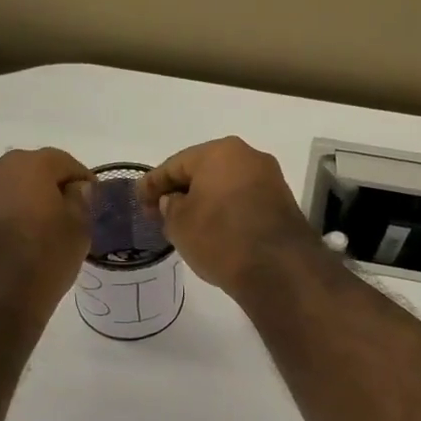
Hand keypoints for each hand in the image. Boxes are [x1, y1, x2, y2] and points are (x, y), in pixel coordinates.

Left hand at [0, 148, 90, 327]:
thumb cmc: (42, 261)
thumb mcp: (79, 232)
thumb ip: (80, 201)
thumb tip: (75, 188)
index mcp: (27, 166)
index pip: (62, 161)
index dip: (80, 178)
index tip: (89, 197)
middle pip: (24, 173)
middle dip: (42, 190)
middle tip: (58, 217)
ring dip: (12, 207)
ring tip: (25, 237)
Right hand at [139, 138, 321, 297]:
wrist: (278, 268)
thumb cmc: (220, 237)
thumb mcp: (179, 224)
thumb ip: (170, 206)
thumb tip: (175, 200)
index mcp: (219, 152)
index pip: (174, 165)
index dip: (152, 184)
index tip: (138, 200)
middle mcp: (248, 156)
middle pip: (203, 172)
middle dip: (180, 190)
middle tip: (160, 212)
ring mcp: (270, 179)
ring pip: (225, 186)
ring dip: (205, 201)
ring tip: (186, 224)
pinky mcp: (282, 203)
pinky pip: (243, 201)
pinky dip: (225, 212)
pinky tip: (214, 229)